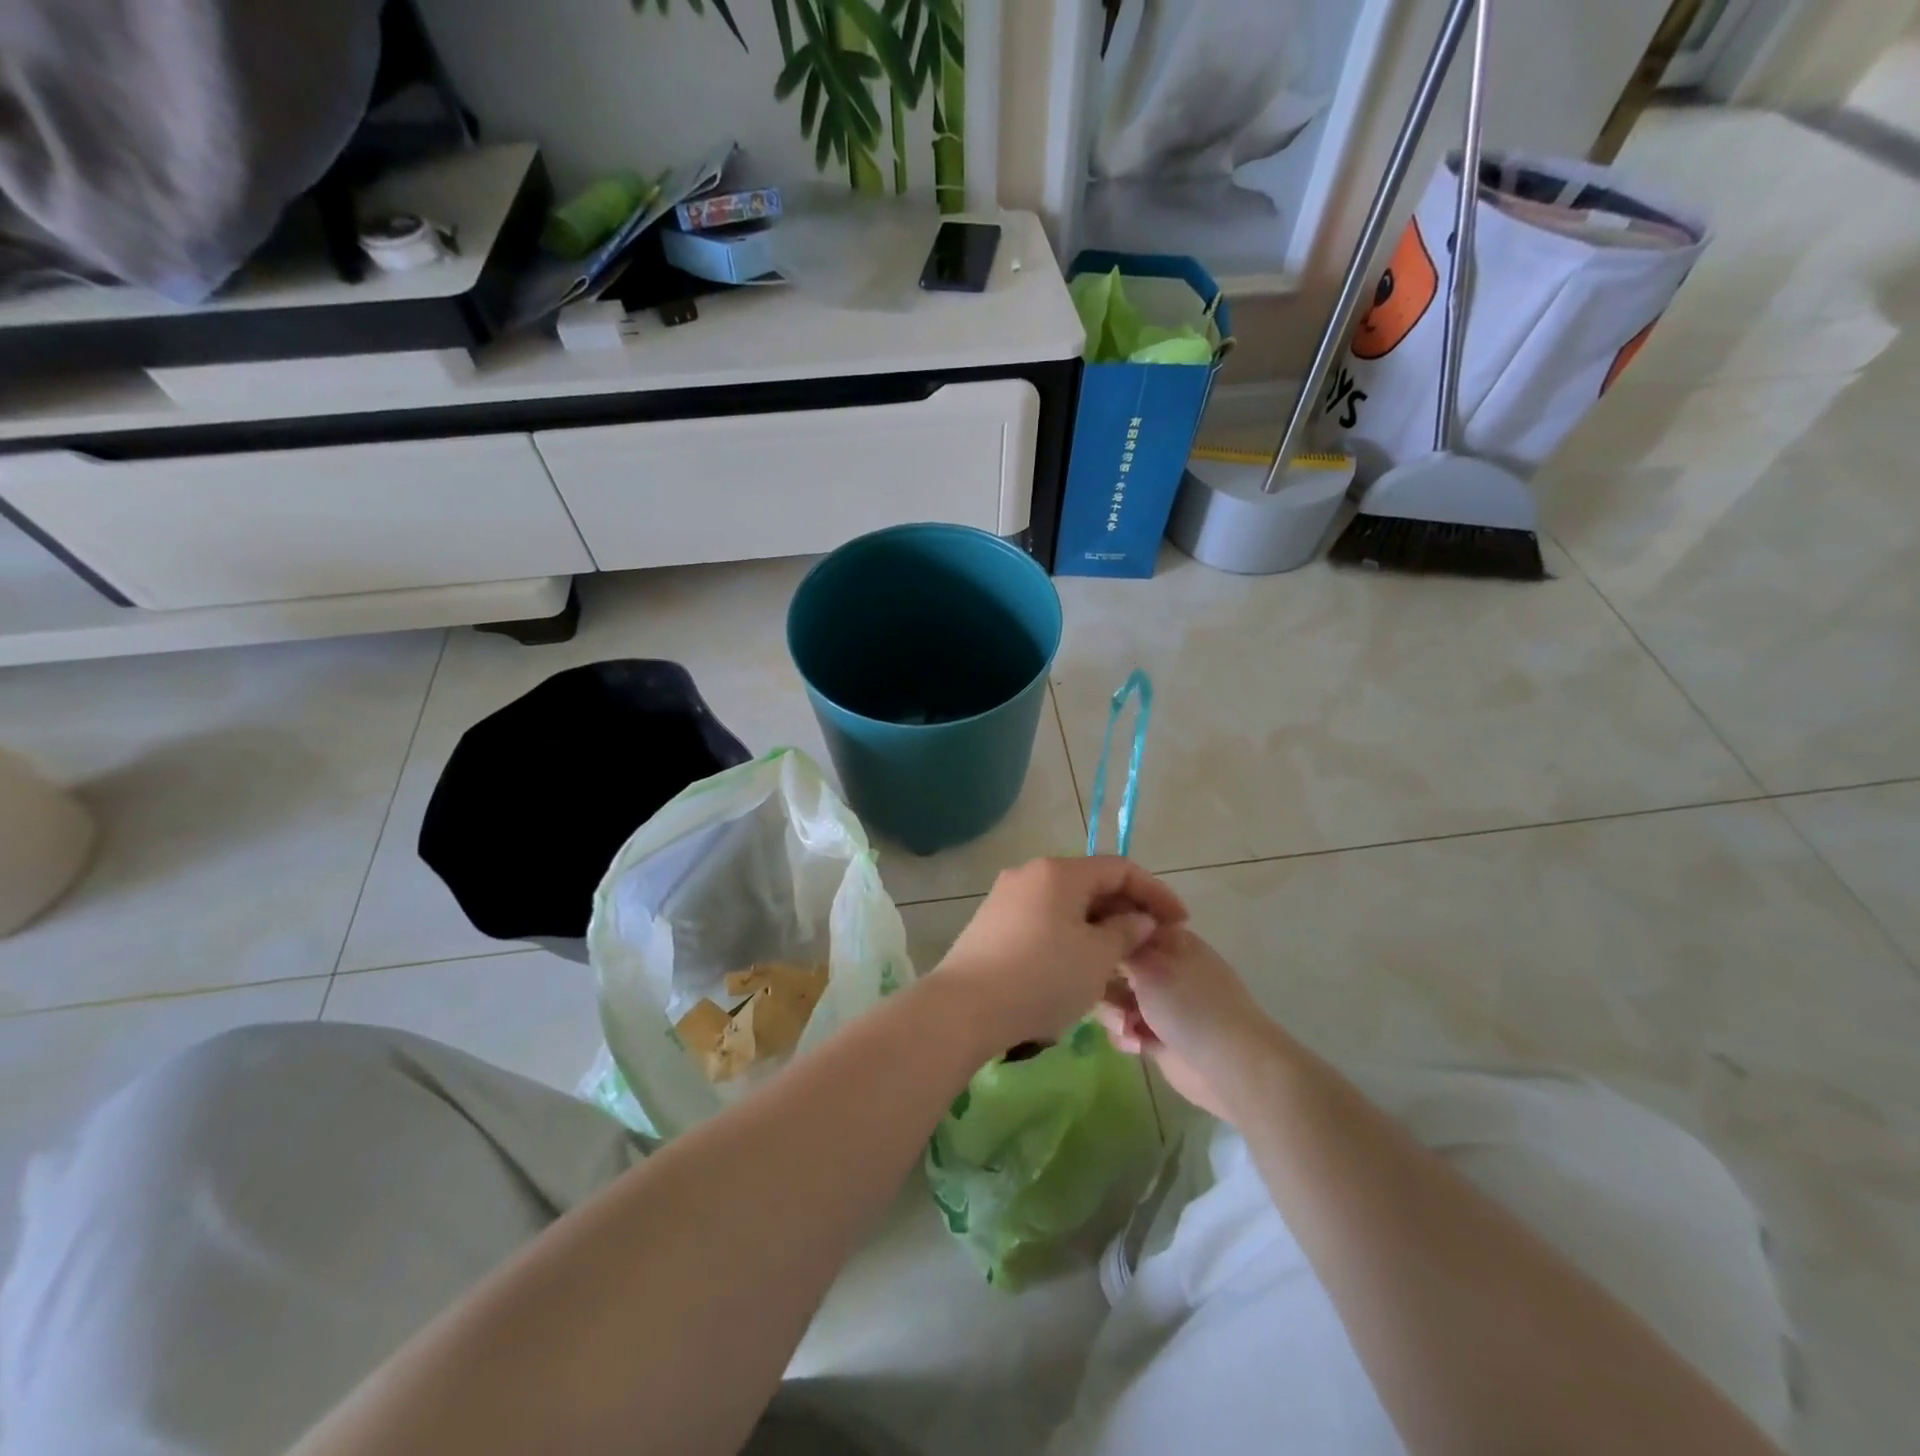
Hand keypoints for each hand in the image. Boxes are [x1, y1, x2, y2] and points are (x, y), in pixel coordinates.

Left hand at [934, 856, 1186, 1049]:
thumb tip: (1138, 919)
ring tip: (1119, 961)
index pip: (1119, 869)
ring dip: (1097, 928)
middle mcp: (1030, 874)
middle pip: (1090, 884)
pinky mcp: (991, 924)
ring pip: (1066, 906)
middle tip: (1150, 944)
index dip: (1155, 892)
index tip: (1180, 922)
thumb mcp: (1097, 957)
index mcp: (1059, 872)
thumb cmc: (1042, 977)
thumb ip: (1125, 932)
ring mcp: (1006, 898)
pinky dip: (1069, 937)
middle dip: (1125, 911)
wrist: (965, 1007)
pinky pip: (1043, 922)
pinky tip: (1078, 968)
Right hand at [1096, 924, 1285, 1123]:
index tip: (1086, 948)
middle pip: (1113, 962)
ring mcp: (1159, 1002)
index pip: (1126, 924)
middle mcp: (1162, 967)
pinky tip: (1135, 1046)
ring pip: (1113, 997)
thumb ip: (1120, 947)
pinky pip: (1123, 1027)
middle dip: (1104, 982)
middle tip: (1107, 996)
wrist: (1230, 1068)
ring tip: (1126, 1028)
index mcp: (1169, 940)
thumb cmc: (1191, 1006)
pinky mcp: (1155, 1035)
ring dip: (1113, 1013)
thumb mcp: (1151, 966)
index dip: (1104, 935)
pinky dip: (1124, 1036)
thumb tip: (1103, 931)